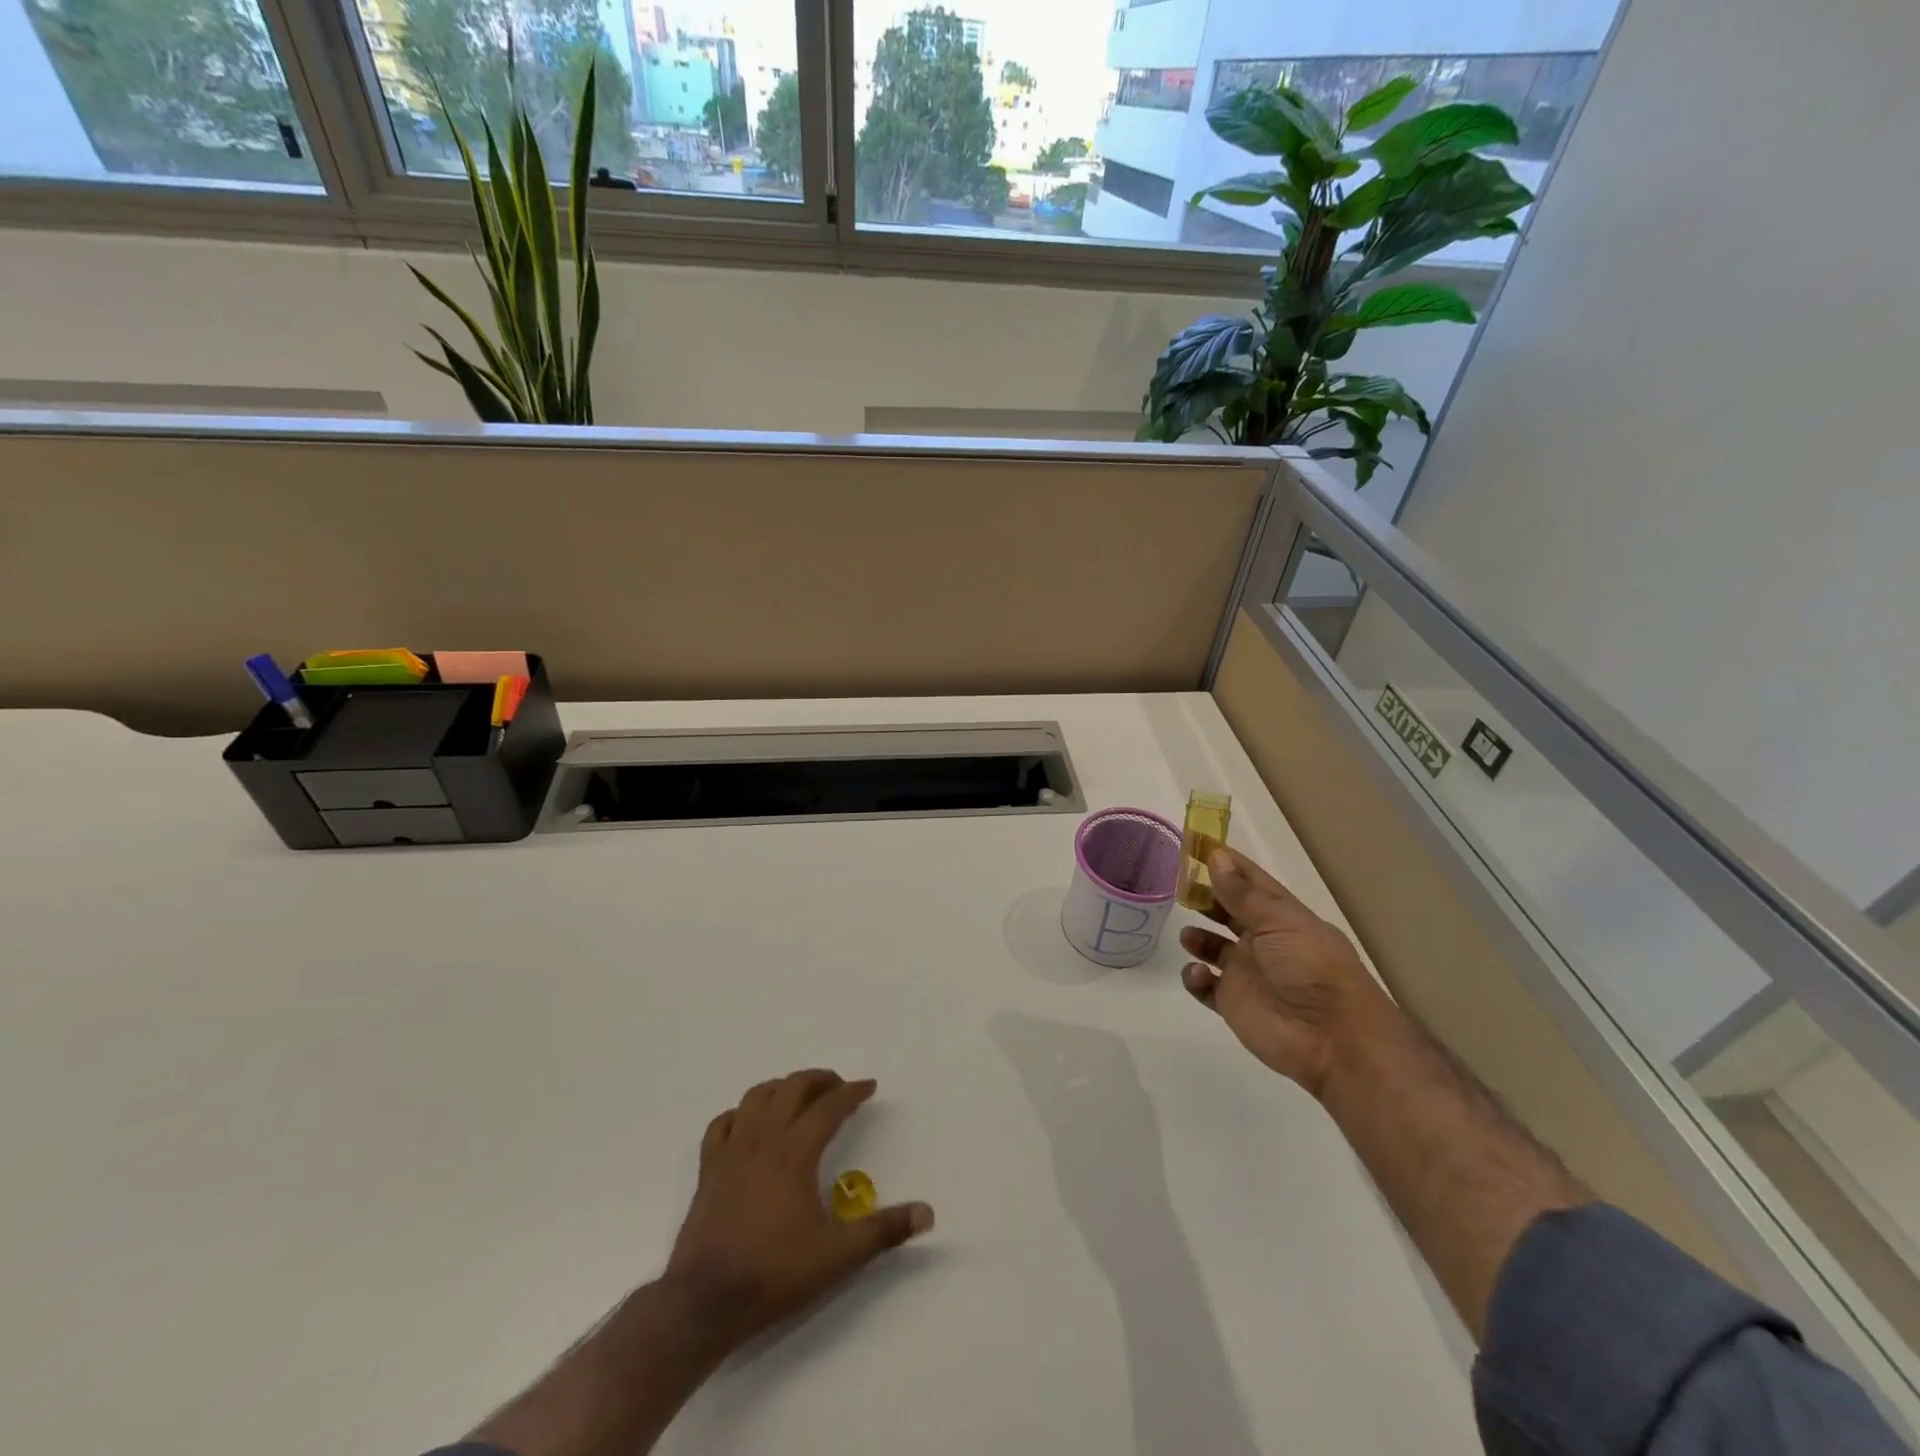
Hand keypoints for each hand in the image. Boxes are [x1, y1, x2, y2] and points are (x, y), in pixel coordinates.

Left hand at [663, 1070, 933, 1348]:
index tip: (869, 1087)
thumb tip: (927, 1214)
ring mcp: (731, 1151)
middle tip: (839, 1086)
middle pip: (792, 1087)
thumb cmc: (774, 1273)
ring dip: (782, 1087)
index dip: (852, 1092)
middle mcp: (763, 1139)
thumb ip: (883, 1231)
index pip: (829, 1106)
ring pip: (756, 1097)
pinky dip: (741, 1113)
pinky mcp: (709, 1169)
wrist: (705, 1302)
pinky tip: (750, 1123)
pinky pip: (722, 1123)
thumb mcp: (837, 1256)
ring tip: (799, 1096)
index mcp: (795, 1152)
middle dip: (819, 1079)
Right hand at [1178, 847, 1399, 1098]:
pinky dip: (1195, 977)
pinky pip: (1204, 985)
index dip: (1226, 863)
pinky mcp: (1233, 1002)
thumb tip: (1216, 856)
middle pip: (1227, 912)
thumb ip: (1241, 893)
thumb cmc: (1312, 968)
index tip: (1196, 844)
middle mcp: (1263, 940)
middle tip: (1178, 886)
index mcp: (1281, 917)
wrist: (1333, 1039)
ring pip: (1213, 947)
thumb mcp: (1279, 922)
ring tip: (1189, 936)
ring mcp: (1247, 972)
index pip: (1250, 882)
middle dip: (1205, 898)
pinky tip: (1198, 972)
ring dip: (1197, 937)